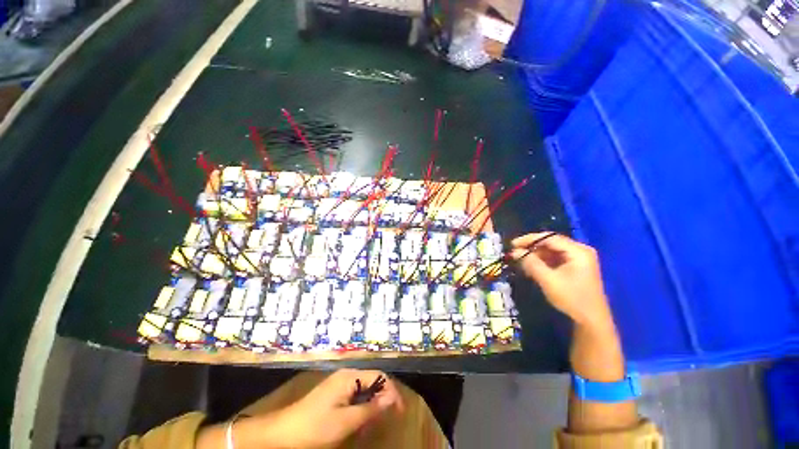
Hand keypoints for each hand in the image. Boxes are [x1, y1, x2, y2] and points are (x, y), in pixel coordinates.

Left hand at [270, 369, 403, 447]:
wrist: (283, 433)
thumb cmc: (316, 427)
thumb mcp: (346, 421)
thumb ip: (371, 409)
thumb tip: (392, 398)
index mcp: (350, 376)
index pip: (379, 376)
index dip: (392, 391)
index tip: (400, 411)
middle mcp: (346, 375)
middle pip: (372, 381)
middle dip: (381, 399)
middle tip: (384, 420)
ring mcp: (339, 384)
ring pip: (364, 390)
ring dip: (370, 405)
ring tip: (370, 424)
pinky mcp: (334, 393)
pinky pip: (354, 396)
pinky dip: (360, 408)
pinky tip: (356, 422)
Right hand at [510, 233, 611, 327]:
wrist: (591, 321)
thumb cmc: (572, 299)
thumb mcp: (548, 280)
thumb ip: (531, 263)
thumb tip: (514, 251)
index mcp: (578, 251)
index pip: (549, 238)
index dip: (529, 239)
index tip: (512, 244)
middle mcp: (579, 251)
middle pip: (550, 243)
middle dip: (531, 247)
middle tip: (514, 252)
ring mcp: (578, 259)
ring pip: (551, 250)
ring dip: (535, 254)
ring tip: (520, 260)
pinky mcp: (575, 267)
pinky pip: (555, 258)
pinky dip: (542, 261)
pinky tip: (531, 266)